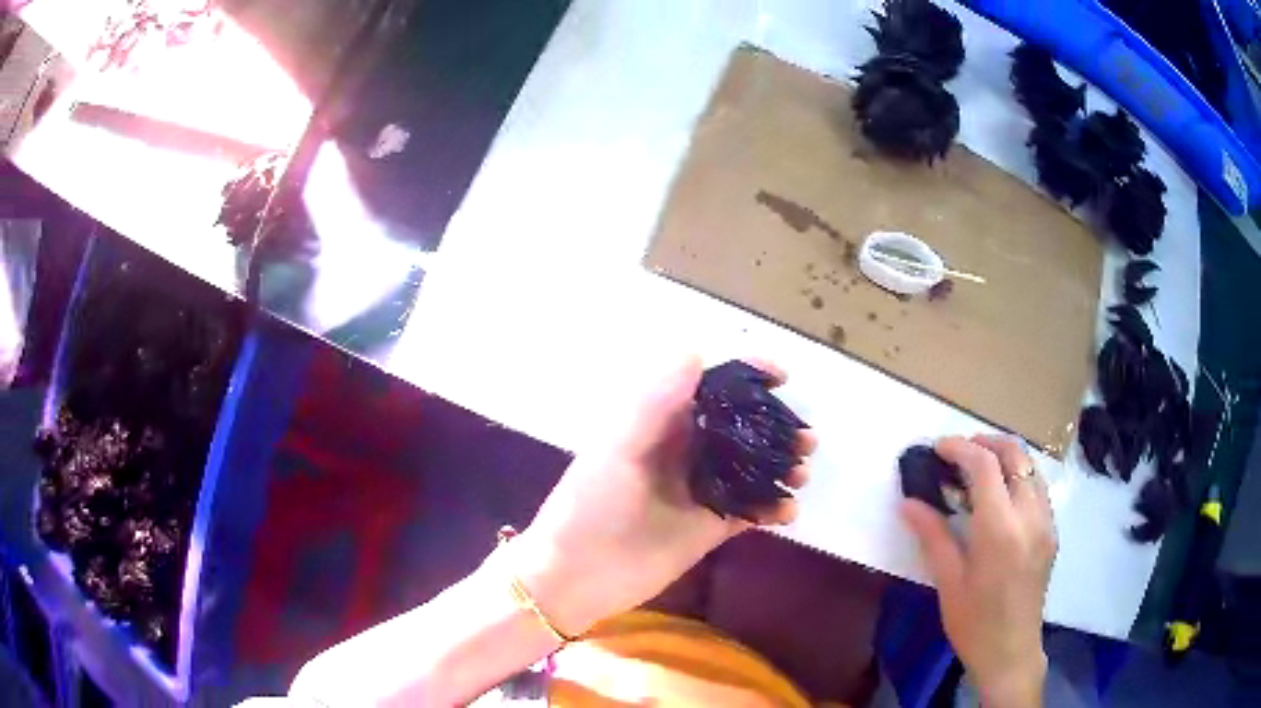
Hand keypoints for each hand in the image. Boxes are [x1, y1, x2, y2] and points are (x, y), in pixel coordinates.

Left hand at [510, 356, 812, 636]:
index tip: (782, 377)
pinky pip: (749, 512)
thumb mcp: (618, 448)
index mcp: (660, 425)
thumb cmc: (589, 505)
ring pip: (750, 469)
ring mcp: (699, 491)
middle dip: (775, 426)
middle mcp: (684, 453)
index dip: (745, 377)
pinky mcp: (708, 528)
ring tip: (803, 471)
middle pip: (740, 428)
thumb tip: (696, 352)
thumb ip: (655, 403)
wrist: (576, 576)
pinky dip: (772, 508)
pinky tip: (788, 512)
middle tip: (806, 436)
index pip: (709, 388)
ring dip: (780, 466)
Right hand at [902, 435, 1056, 707]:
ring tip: (977, 469)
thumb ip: (932, 535)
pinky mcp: (1052, 531)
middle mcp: (1030, 515)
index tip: (937, 448)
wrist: (1011, 652)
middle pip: (1015, 454)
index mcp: (1000, 530)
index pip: (985, 465)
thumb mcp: (948, 582)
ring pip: (1031, 466)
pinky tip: (999, 496)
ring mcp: (1046, 521)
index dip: (960, 448)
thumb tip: (908, 502)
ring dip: (1004, 457)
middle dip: (986, 442)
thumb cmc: (973, 623)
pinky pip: (1038, 487)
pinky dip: (1018, 476)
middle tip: (958, 452)